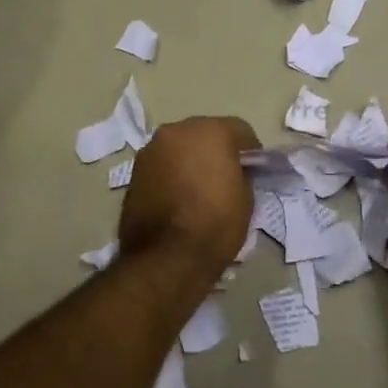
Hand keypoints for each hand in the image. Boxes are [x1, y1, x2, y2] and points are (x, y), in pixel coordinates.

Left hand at [118, 116, 258, 270]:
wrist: (166, 257)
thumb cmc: (215, 224)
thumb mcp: (246, 198)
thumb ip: (240, 174)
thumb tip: (232, 172)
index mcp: (211, 131)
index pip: (240, 130)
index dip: (250, 151)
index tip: (253, 171)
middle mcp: (178, 130)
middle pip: (205, 133)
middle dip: (216, 150)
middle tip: (224, 178)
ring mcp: (152, 149)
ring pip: (180, 147)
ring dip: (190, 160)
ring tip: (197, 190)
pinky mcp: (134, 171)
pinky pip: (162, 164)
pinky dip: (171, 174)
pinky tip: (177, 198)